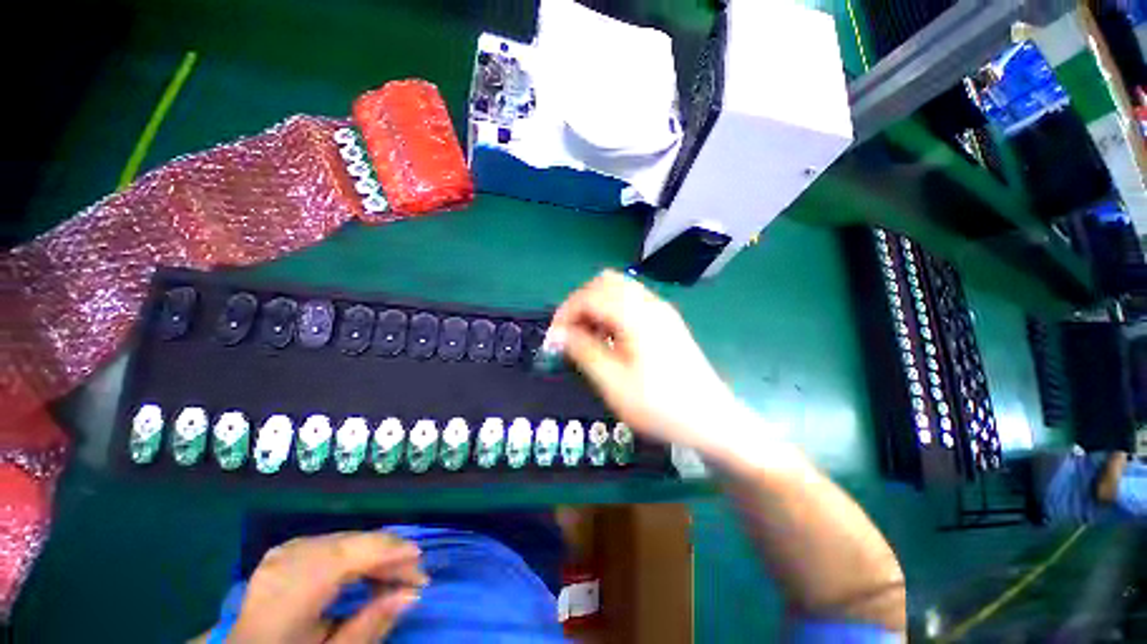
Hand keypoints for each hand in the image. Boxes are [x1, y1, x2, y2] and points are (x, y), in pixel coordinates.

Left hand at [228, 532, 426, 643]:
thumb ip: (368, 626)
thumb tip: (411, 594)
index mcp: (283, 599)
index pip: (342, 559)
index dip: (384, 552)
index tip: (419, 557)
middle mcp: (280, 568)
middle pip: (345, 545)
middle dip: (385, 553)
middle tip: (412, 575)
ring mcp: (279, 556)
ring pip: (341, 540)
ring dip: (372, 553)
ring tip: (393, 574)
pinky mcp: (284, 552)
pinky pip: (329, 543)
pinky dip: (354, 552)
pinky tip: (364, 569)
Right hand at [551, 270, 737, 457]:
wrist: (711, 419)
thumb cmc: (660, 405)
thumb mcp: (613, 383)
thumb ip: (583, 351)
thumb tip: (558, 334)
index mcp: (635, 315)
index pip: (589, 296)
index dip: (565, 313)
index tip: (554, 339)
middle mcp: (649, 303)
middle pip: (604, 282)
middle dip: (580, 303)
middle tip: (570, 333)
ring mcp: (660, 309)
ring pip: (618, 289)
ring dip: (596, 306)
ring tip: (588, 337)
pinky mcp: (665, 320)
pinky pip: (631, 301)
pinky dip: (612, 311)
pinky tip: (610, 338)